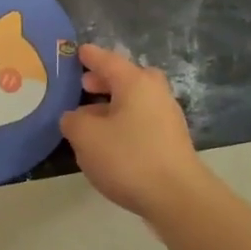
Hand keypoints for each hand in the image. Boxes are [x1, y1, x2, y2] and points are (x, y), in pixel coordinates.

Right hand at [60, 44, 209, 220]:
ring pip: (135, 101)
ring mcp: (167, 117)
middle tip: (84, 86)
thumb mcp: (86, 137)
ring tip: (90, 118)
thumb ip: (73, 121)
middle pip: (128, 78)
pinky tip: (109, 141)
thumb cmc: (128, 158)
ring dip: (113, 104)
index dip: (90, 56)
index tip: (79, 51)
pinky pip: (141, 120)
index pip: (108, 60)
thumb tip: (74, 117)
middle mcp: (155, 93)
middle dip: (105, 80)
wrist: (177, 197)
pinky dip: (124, 122)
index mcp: (135, 83)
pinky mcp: (171, 141)